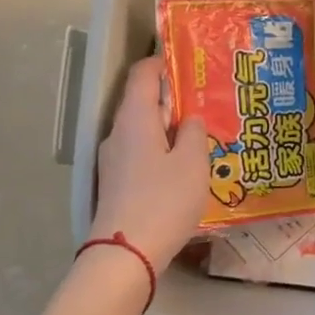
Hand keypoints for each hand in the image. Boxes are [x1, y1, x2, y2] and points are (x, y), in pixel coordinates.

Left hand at [88, 55, 208, 270]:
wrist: (126, 253)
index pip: (142, 75)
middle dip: (170, 100)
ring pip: (140, 131)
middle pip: (140, 103)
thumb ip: (193, 133)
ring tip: (196, 139)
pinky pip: (137, 155)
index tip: (185, 62)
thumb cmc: (164, 200)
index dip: (161, 62)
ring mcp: (111, 160)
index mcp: (134, 118)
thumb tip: (189, 118)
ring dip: (165, 130)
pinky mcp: (113, 184)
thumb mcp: (192, 164)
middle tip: (202, 104)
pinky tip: (179, 170)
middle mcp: (117, 133)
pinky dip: (157, 152)